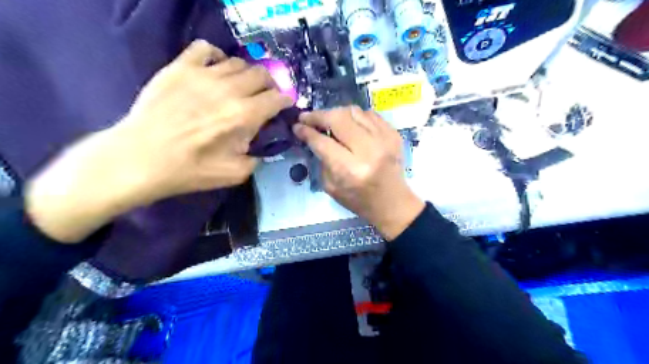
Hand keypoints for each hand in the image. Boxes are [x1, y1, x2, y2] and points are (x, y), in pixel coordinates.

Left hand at [26, 40, 291, 242]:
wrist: (142, 158)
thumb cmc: (191, 170)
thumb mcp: (236, 173)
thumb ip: (259, 157)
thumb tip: (264, 143)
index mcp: (244, 115)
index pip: (277, 98)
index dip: (286, 100)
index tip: (285, 105)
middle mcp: (229, 90)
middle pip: (262, 74)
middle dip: (269, 86)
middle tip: (264, 97)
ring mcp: (204, 74)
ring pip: (238, 62)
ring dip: (246, 74)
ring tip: (240, 87)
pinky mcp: (180, 67)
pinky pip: (205, 48)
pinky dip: (217, 56)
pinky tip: (215, 69)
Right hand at [294, 105, 426, 241]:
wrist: (393, 202)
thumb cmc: (359, 200)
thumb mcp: (331, 187)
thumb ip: (322, 159)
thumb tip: (312, 135)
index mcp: (351, 170)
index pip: (323, 142)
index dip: (306, 131)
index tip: (296, 126)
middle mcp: (369, 150)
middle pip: (338, 118)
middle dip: (318, 115)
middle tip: (307, 118)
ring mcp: (384, 139)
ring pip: (354, 111)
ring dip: (336, 113)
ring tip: (328, 121)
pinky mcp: (394, 134)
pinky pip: (369, 114)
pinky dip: (355, 117)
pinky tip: (350, 125)